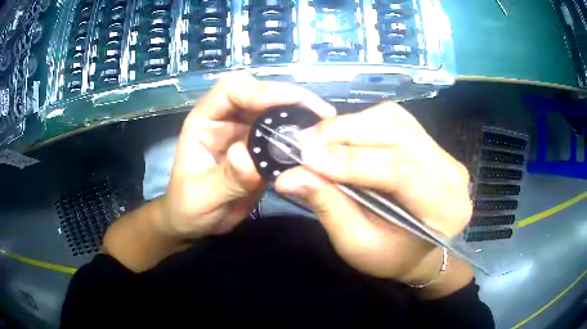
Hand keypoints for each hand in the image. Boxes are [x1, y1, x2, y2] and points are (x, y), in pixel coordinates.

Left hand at [159, 74, 335, 238]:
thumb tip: (249, 156)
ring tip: (326, 125)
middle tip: (321, 113)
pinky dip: (300, 138)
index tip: (290, 103)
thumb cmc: (188, 206)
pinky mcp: (260, 150)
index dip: (260, 91)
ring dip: (300, 115)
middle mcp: (227, 119)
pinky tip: (317, 144)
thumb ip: (226, 177)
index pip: (231, 90)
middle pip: (259, 94)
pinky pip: (282, 136)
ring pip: (275, 112)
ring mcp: (245, 133)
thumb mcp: (202, 195)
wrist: (196, 222)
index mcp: (205, 120)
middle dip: (290, 98)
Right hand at [275, 102, 471, 281]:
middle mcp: (452, 172)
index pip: (400, 170)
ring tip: (317, 139)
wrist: (417, 249)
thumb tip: (290, 176)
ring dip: (350, 124)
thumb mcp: (356, 244)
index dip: (349, 160)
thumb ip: (329, 206)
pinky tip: (343, 135)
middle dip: (344, 134)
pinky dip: (363, 121)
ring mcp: (443, 152)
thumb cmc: (390, 255)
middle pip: (397, 136)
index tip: (304, 157)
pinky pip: (394, 118)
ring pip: (393, 120)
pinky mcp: (428, 141)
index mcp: (445, 209)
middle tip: (301, 141)